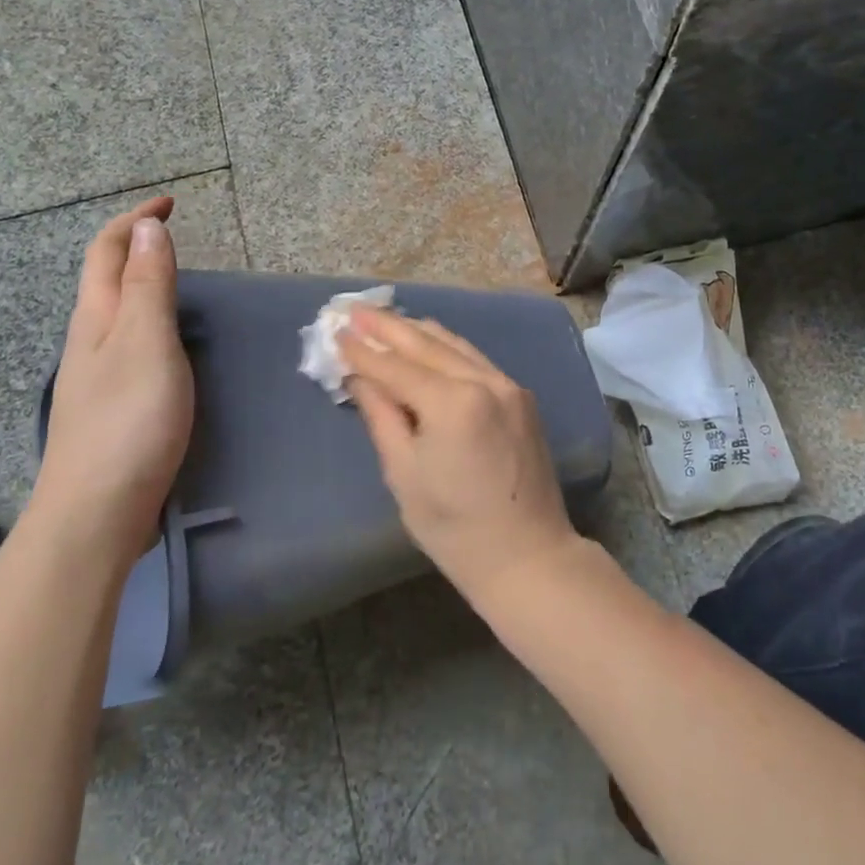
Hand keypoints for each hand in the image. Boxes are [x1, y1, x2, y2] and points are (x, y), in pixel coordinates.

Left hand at [33, 195, 193, 560]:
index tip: (171, 203)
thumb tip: (148, 229)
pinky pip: (128, 341)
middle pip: (105, 277)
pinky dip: (150, 319)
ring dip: (141, 281)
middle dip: (135, 245)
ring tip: (179, 278)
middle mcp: (90, 339)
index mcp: (97, 318)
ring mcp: (96, 374)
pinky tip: (170, 341)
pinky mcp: (112, 404)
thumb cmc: (128, 421)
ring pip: (115, 310)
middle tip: (175, 234)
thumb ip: (150, 286)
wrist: (96, 513)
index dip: (135, 221)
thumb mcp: (146, 343)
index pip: (108, 251)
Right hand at [339, 309, 581, 610]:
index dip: (364, 351)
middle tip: (354, 310)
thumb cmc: (455, 528)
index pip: (396, 367)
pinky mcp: (521, 396)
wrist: (528, 555)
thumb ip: (382, 416)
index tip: (337, 331)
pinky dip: (446, 348)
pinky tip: (428, 343)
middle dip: (388, 326)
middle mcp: (485, 381)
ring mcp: (508, 385)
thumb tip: (359, 378)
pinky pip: (476, 359)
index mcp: (453, 403)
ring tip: (385, 319)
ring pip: (455, 345)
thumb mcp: (404, 474)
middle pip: (427, 344)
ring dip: (417, 332)